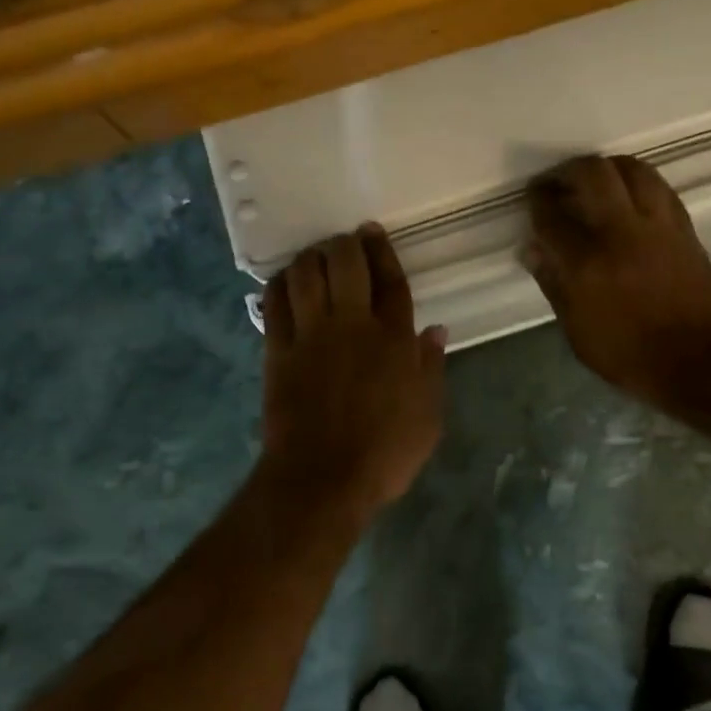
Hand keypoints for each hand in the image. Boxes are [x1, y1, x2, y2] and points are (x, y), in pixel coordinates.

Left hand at [259, 224, 446, 519]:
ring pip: (306, 275)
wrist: (321, 479)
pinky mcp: (278, 350)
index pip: (390, 280)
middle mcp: (352, 325)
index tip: (372, 231)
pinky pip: (275, 304)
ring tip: (315, 257)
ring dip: (310, 257)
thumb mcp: (427, 417)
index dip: (382, 251)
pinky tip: (284, 281)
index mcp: (394, 339)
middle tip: (344, 240)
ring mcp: (311, 335)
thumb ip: (431, 368)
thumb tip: (435, 330)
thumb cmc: (384, 453)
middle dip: (345, 243)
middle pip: (345, 264)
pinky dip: (279, 285)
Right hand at [523, 155, 710, 409]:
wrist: (703, 362)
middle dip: (567, 171)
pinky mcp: (684, 228)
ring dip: (606, 167)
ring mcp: (658, 226)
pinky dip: (636, 181)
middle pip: (592, 173)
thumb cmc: (631, 356)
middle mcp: (621, 232)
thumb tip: (532, 249)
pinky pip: (658, 187)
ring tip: (593, 181)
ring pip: (631, 169)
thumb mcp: (578, 332)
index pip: (552, 215)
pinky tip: (628, 194)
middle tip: (557, 183)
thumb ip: (553, 284)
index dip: (537, 200)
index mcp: (587, 263)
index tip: (532, 198)